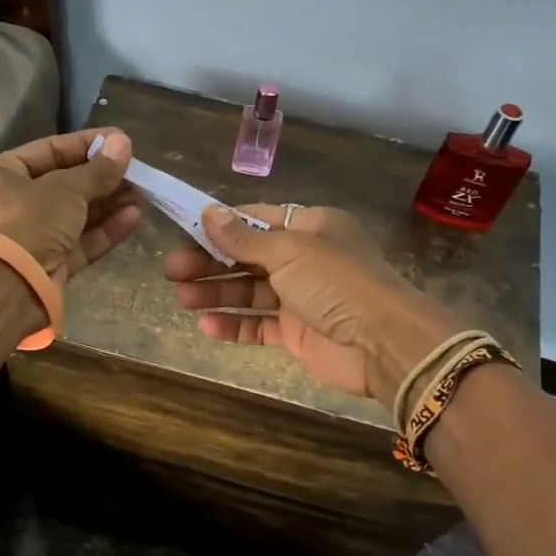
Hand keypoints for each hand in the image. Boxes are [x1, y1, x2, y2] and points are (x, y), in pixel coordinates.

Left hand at [0, 128, 140, 281]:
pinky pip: (80, 242)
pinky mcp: (50, 265)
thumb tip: (124, 142)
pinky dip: (105, 230)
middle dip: (103, 178)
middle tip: (138, 171)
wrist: (8, 287)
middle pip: (65, 184)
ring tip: (142, 193)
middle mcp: (13, 203)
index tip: (121, 141)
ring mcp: (32, 237)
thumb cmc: (29, 221)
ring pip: (76, 215)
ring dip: (109, 204)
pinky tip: (134, 217)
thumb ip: (98, 169)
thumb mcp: (66, 188)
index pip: (49, 150)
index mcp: (2, 174)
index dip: (87, 144)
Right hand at [163, 204, 463, 406]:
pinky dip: (234, 324)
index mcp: (311, 227)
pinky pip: (259, 325)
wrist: (383, 343)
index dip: (220, 226)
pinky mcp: (297, 333)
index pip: (256, 220)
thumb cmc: (337, 282)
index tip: (184, 231)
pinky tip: (206, 325)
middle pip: (247, 257)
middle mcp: (305, 259)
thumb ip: (244, 239)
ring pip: (249, 292)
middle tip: (171, 270)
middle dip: (210, 262)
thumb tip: (208, 212)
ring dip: (216, 293)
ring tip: (181, 298)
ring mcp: (301, 298)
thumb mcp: (289, 250)